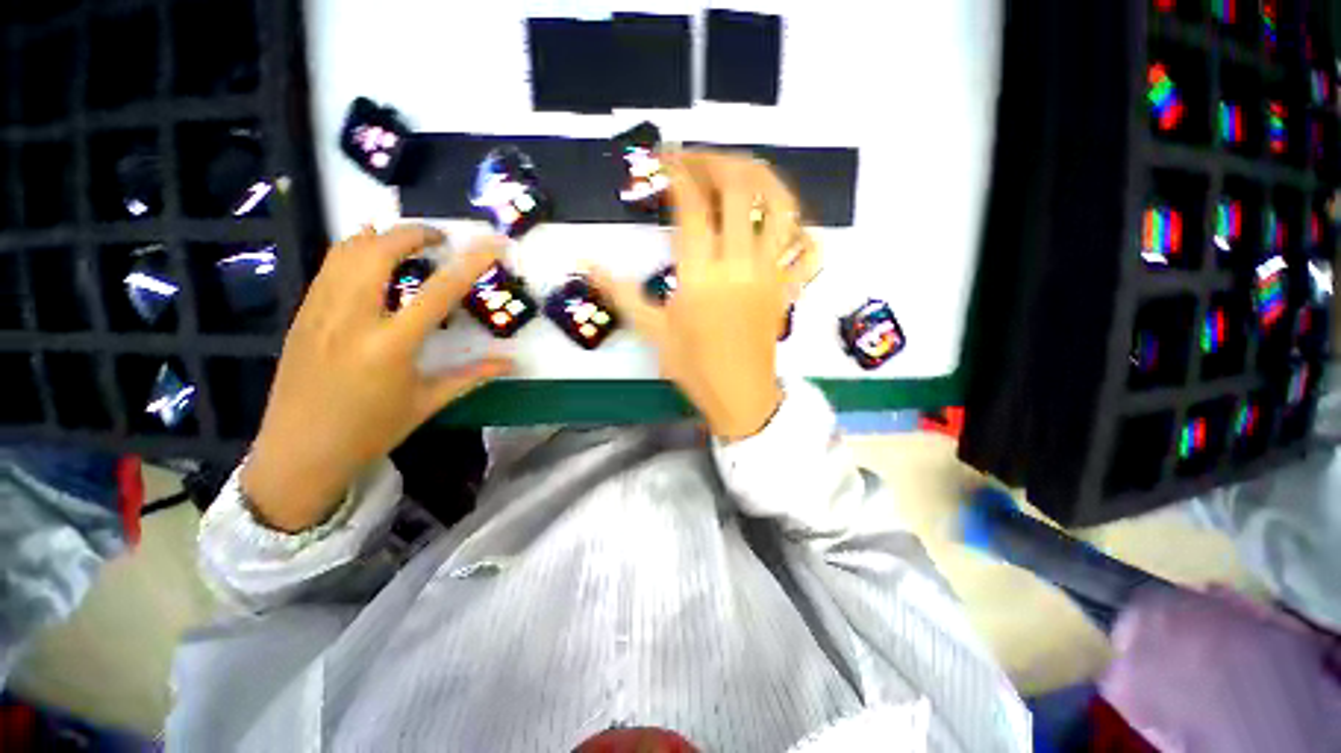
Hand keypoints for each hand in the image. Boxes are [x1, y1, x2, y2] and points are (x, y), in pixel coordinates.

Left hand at [242, 226, 511, 531]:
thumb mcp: (427, 403)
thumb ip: (471, 375)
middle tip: (439, 237)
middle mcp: (352, 319)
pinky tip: (368, 252)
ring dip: (381, 236)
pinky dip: (353, 250)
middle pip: (379, 253)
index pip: (440, 292)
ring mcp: (320, 313)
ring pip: (346, 252)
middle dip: (413, 233)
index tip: (492, 244)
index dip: (471, 263)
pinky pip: (329, 268)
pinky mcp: (302, 315)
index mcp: (390, 346)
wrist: (299, 453)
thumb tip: (512, 363)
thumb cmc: (370, 431)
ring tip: (407, 241)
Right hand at [596, 151, 808, 441]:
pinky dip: (802, 229)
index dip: (677, 171)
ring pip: (782, 207)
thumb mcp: (653, 332)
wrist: (740, 397)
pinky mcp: (789, 287)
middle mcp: (740, 264)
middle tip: (698, 160)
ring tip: (741, 173)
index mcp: (701, 276)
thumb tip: (585, 262)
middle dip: (717, 162)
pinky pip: (810, 250)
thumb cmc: (695, 367)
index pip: (692, 205)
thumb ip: (620, 293)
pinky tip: (784, 224)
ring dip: (763, 178)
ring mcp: (772, 274)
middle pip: (741, 190)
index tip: (664, 158)